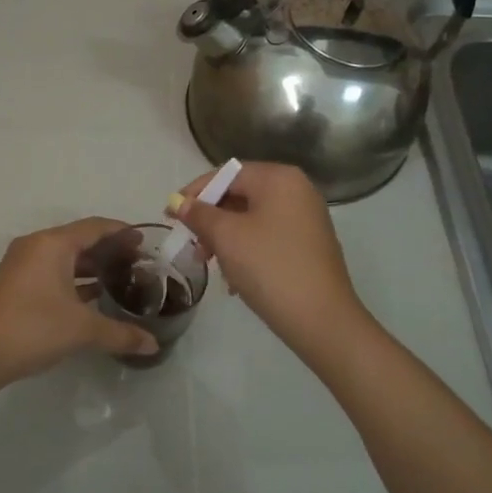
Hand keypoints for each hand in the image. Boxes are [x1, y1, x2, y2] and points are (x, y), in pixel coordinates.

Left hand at [0, 217, 158, 392]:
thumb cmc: (31, 329)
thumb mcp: (81, 330)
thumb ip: (120, 334)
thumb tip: (153, 344)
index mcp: (52, 244)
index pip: (95, 227)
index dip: (123, 232)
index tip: (146, 242)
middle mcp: (36, 247)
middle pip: (80, 239)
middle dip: (109, 250)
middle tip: (139, 265)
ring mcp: (21, 266)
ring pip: (64, 258)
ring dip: (91, 267)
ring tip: (121, 281)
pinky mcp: (14, 285)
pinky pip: (52, 272)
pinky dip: (74, 280)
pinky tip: (92, 299)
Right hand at [170, 162, 368, 356]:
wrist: (321, 318)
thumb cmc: (269, 267)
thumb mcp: (227, 237)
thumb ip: (199, 214)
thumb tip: (179, 202)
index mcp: (279, 178)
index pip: (227, 173)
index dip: (195, 192)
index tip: (170, 215)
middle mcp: (297, 190)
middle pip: (240, 194)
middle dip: (210, 219)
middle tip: (190, 245)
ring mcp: (306, 218)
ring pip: (252, 219)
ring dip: (225, 238)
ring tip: (210, 264)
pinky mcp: (309, 245)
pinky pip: (268, 237)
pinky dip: (247, 250)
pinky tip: (235, 278)